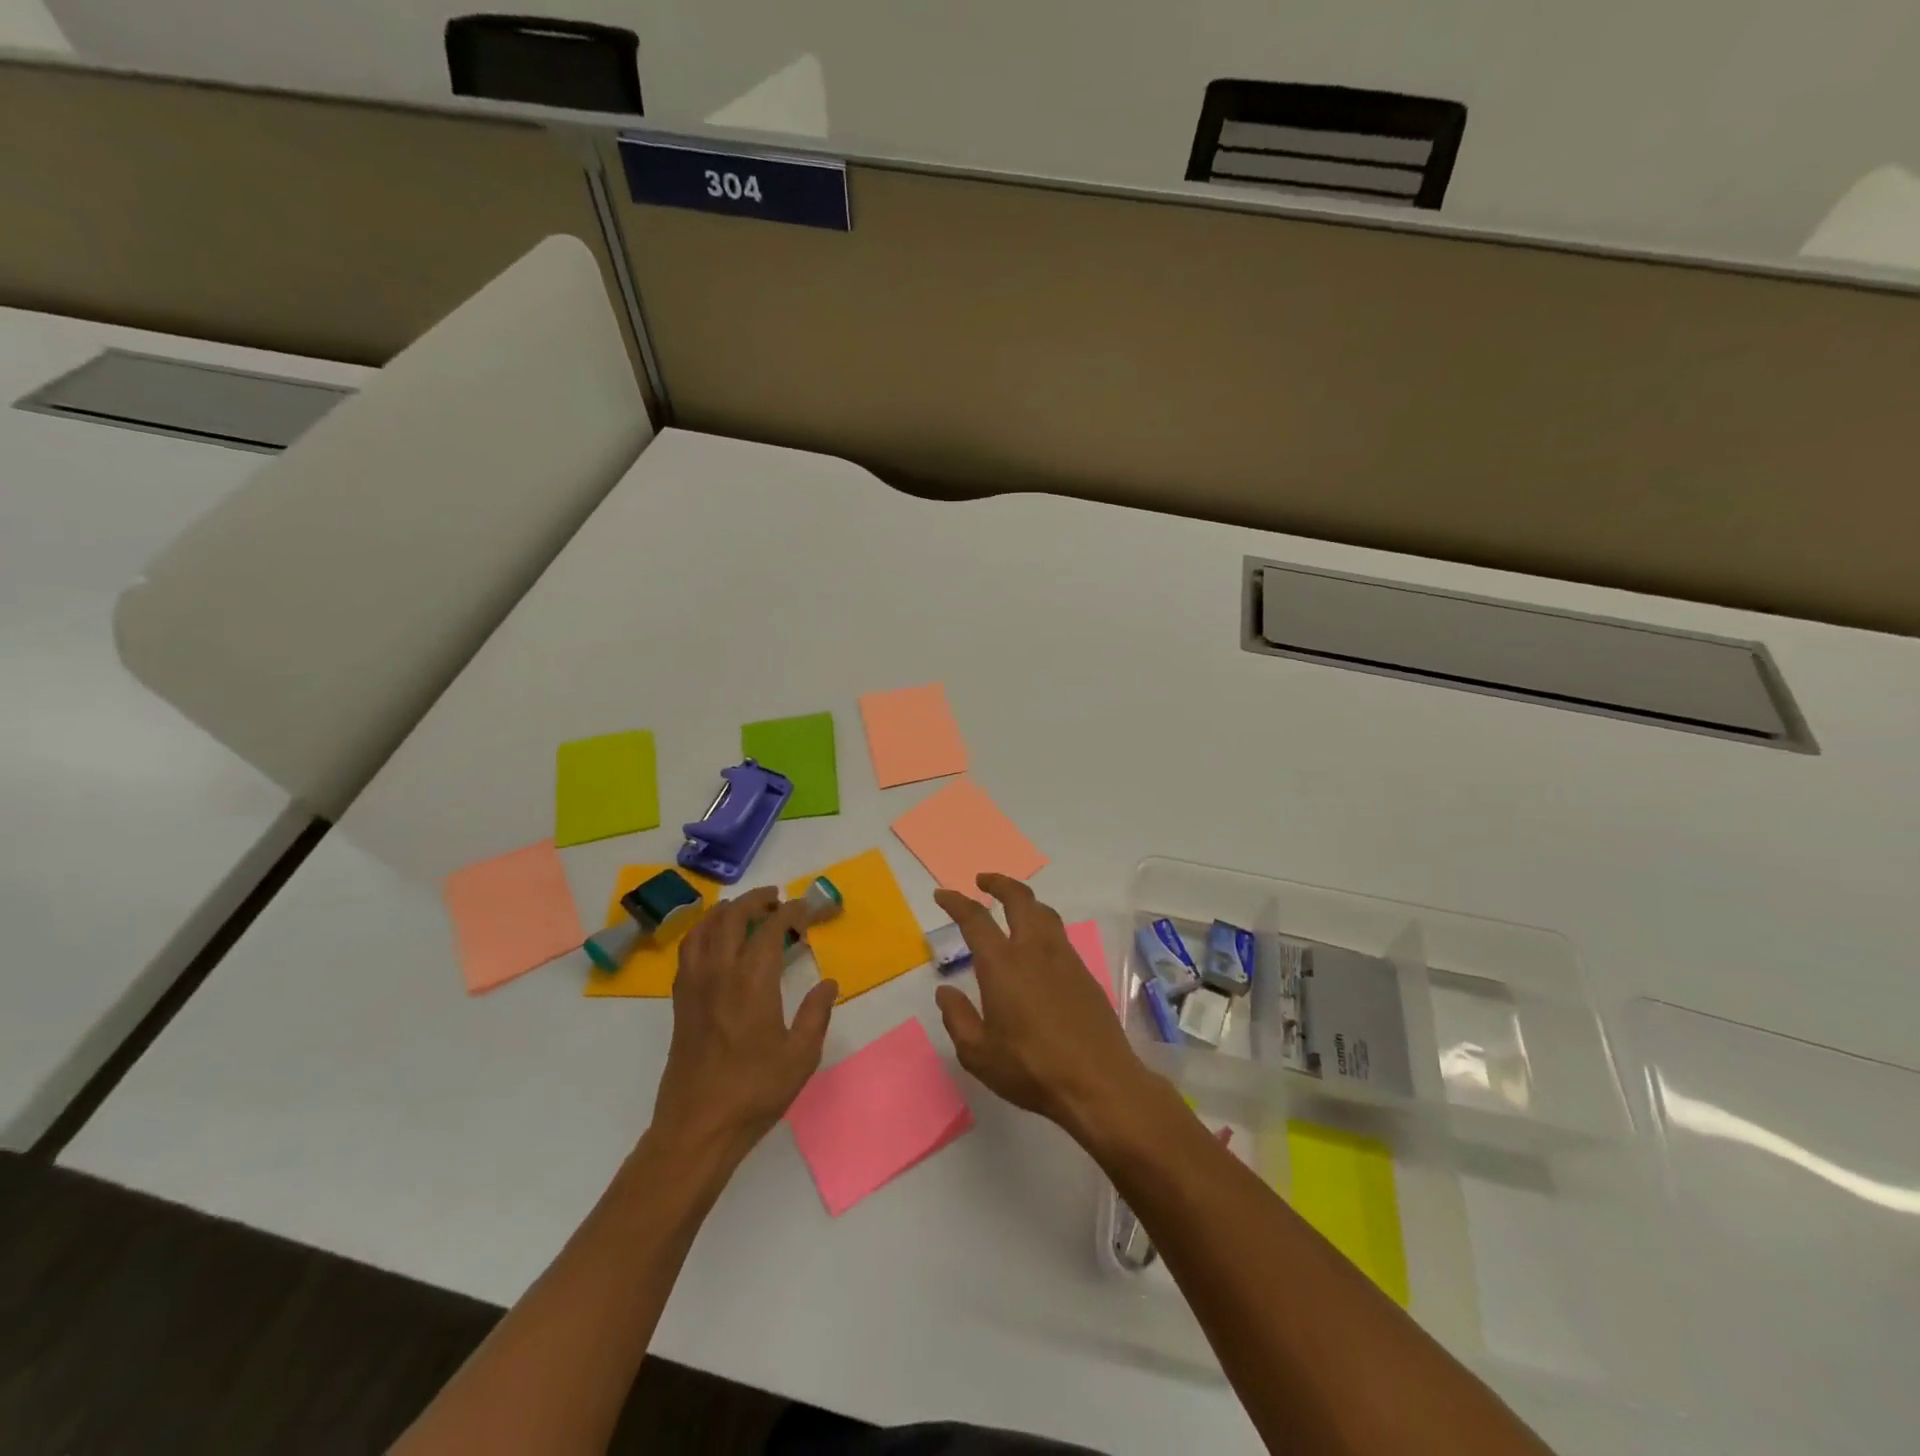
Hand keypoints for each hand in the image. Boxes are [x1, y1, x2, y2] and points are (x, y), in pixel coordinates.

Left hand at [651, 888, 837, 1161]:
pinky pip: (689, 950)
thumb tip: (828, 983)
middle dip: (756, 901)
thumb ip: (816, 1014)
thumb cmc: (754, 1091)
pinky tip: (715, 941)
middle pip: (732, 917)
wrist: (698, 1127)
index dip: (792, 912)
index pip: (772, 928)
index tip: (808, 909)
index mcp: (752, 981)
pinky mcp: (680, 1002)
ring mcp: (694, 985)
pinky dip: (703, 931)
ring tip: (743, 909)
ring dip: (725, 911)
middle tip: (777, 899)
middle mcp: (719, 973)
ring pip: (704, 928)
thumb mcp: (801, 1055)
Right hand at [933, 874, 1154, 1141]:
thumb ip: (957, 1018)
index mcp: (1002, 964)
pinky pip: (1060, 934)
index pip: (975, 919)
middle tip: (983, 881)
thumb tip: (945, 992)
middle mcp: (1034, 950)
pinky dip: (1043, 924)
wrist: (1098, 1082)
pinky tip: (1038, 945)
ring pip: (1044, 912)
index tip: (943, 894)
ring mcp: (1064, 958)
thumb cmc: (1031, 1069)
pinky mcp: (1084, 973)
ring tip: (1013, 906)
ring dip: (1025, 900)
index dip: (956, 902)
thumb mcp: (978, 1053)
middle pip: (1019, 899)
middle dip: (999, 883)